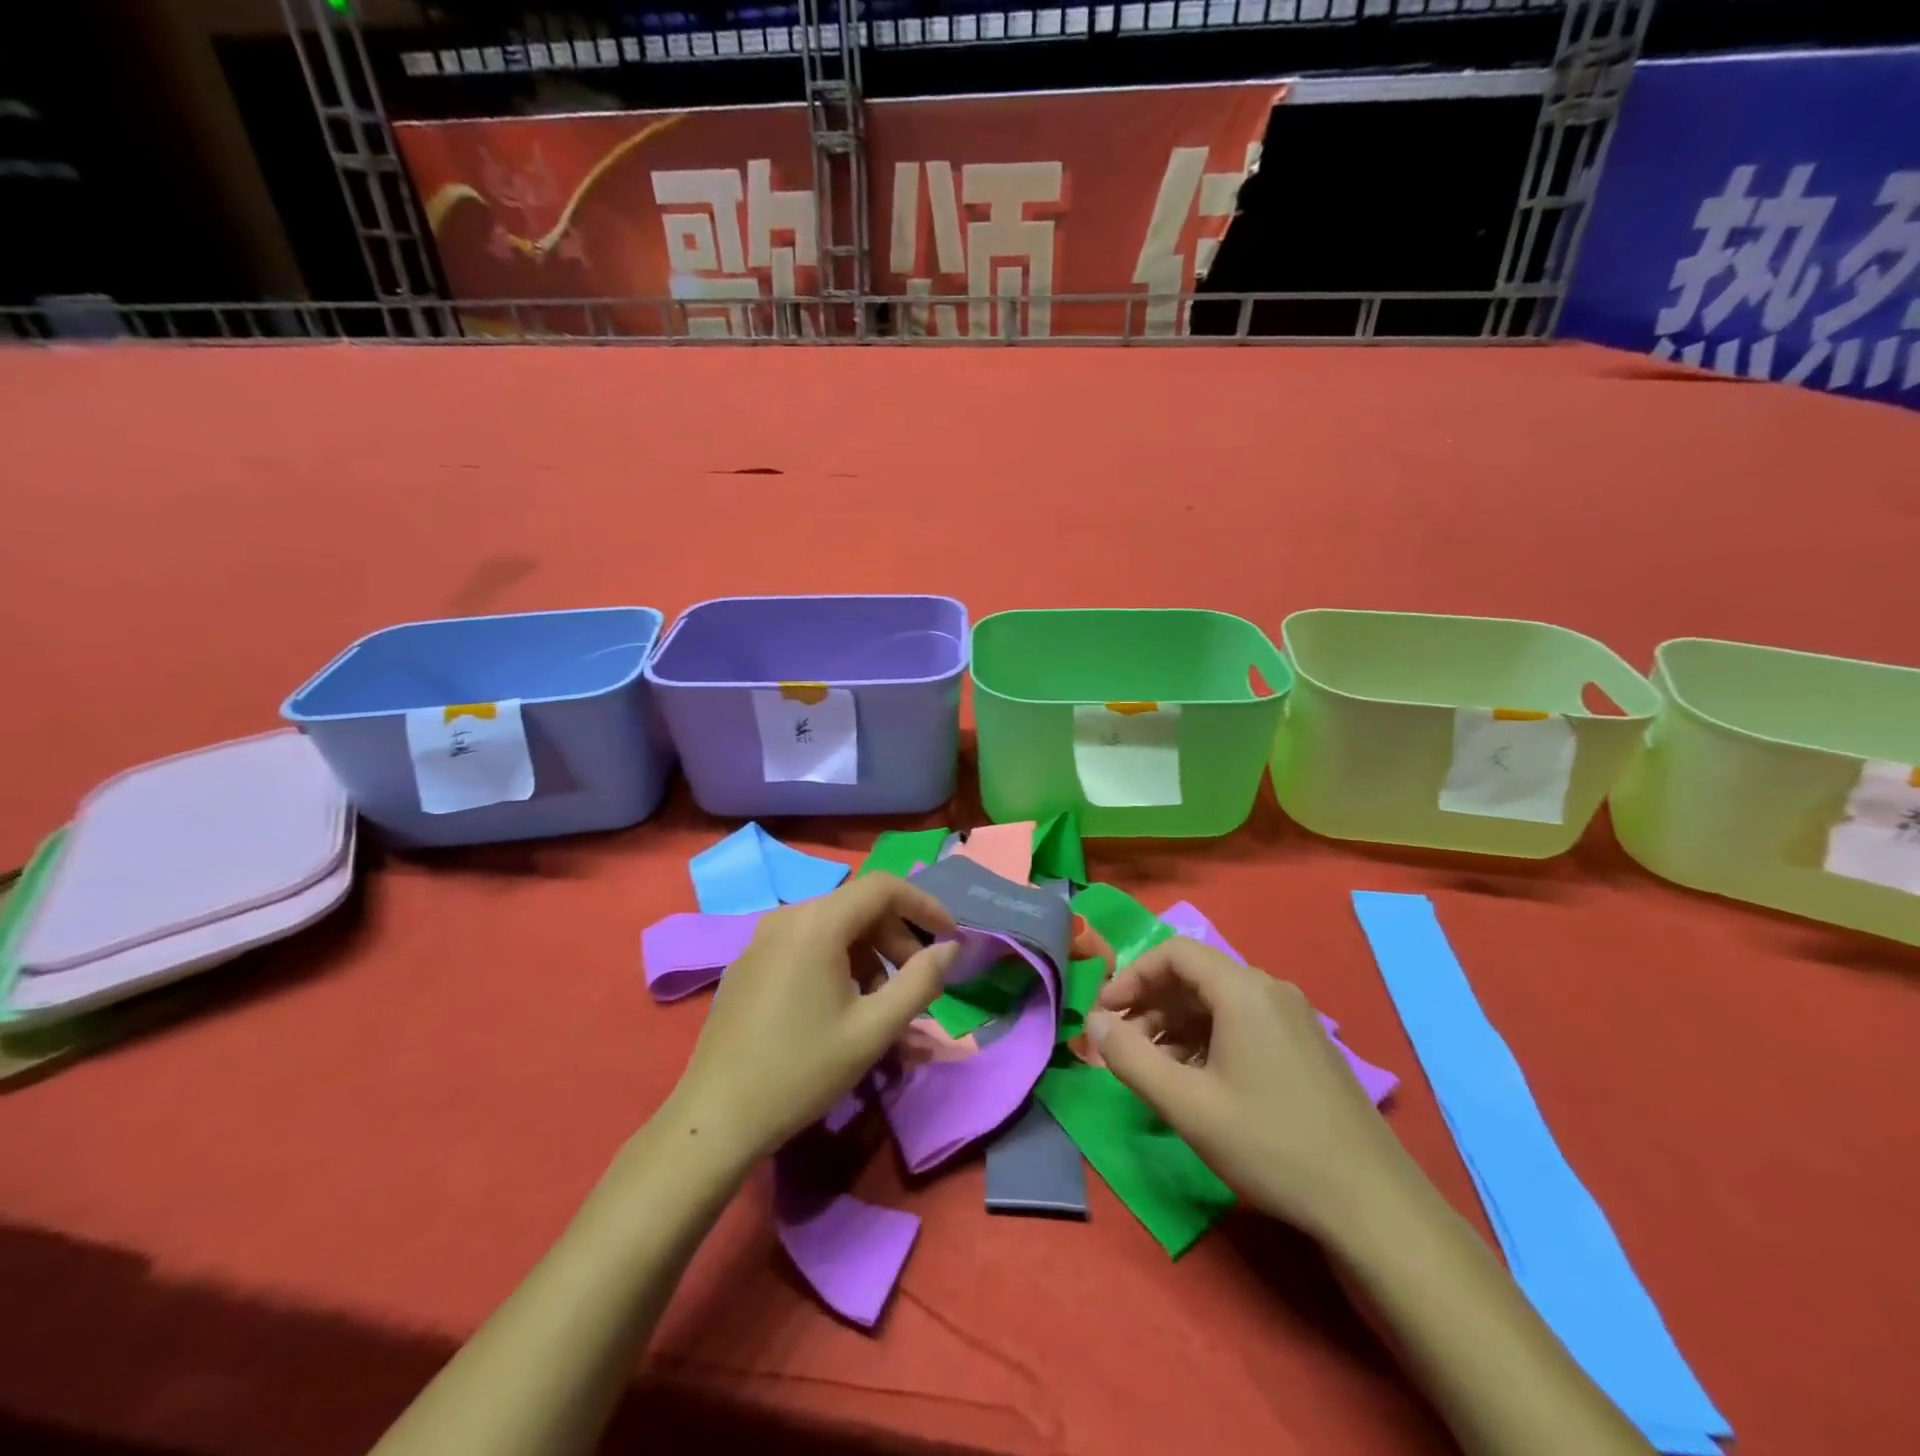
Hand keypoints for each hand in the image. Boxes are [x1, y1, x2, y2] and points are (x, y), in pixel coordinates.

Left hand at [665, 873, 958, 1165]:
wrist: (715, 1118)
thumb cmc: (802, 1070)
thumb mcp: (874, 1029)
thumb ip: (921, 982)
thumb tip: (950, 948)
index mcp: (817, 923)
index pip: (884, 887)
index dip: (924, 905)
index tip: (950, 937)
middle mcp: (787, 917)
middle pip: (858, 907)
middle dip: (896, 939)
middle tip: (917, 982)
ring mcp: (761, 939)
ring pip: (832, 928)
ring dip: (868, 956)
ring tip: (880, 1005)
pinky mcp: (748, 964)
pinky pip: (805, 946)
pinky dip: (836, 963)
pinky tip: (840, 1008)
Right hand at [1087, 937, 1408, 1238]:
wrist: (1374, 1206)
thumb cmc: (1272, 1145)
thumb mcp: (1187, 1105)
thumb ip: (1130, 1057)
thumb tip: (1093, 1022)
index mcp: (1243, 990)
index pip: (1174, 952)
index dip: (1131, 975)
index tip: (1104, 1013)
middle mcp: (1270, 990)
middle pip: (1195, 976)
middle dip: (1150, 1003)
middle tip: (1121, 1044)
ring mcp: (1294, 1019)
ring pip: (1218, 1002)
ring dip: (1175, 1025)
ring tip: (1152, 1067)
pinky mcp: (1306, 1047)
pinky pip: (1242, 1023)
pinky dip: (1206, 1039)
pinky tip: (1195, 1080)